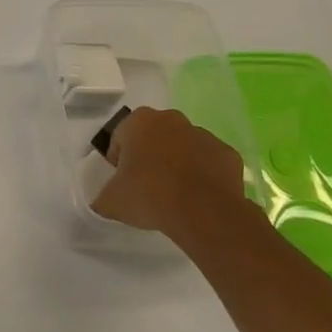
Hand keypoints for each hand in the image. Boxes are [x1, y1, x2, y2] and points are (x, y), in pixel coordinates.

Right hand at [91, 106, 253, 244]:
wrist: (203, 212)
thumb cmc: (149, 195)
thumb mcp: (111, 201)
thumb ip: (103, 197)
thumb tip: (102, 202)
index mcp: (139, 122)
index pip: (120, 137)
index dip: (117, 160)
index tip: (121, 181)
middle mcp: (172, 119)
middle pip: (153, 137)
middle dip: (149, 155)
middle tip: (145, 186)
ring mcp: (204, 135)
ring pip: (183, 147)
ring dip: (177, 163)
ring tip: (173, 195)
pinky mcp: (228, 154)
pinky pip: (208, 162)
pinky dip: (202, 175)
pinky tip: (197, 197)